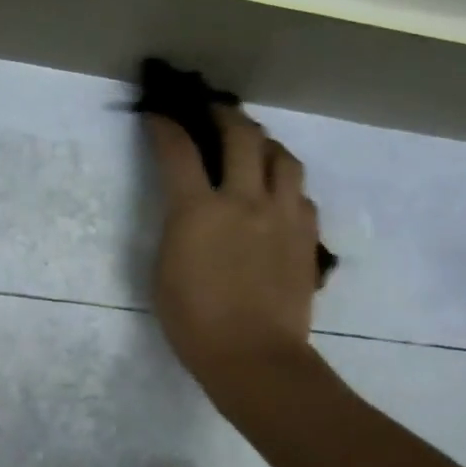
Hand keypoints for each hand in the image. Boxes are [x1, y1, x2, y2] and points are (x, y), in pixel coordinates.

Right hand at [145, 106, 321, 408]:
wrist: (253, 356)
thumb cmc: (194, 321)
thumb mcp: (164, 269)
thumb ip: (178, 226)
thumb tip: (189, 208)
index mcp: (199, 210)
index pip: (179, 150)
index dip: (165, 126)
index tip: (158, 115)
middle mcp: (245, 200)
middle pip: (242, 136)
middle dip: (224, 115)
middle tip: (214, 110)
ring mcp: (283, 216)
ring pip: (283, 158)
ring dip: (265, 143)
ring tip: (255, 145)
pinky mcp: (307, 236)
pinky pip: (301, 194)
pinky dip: (286, 184)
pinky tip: (278, 194)